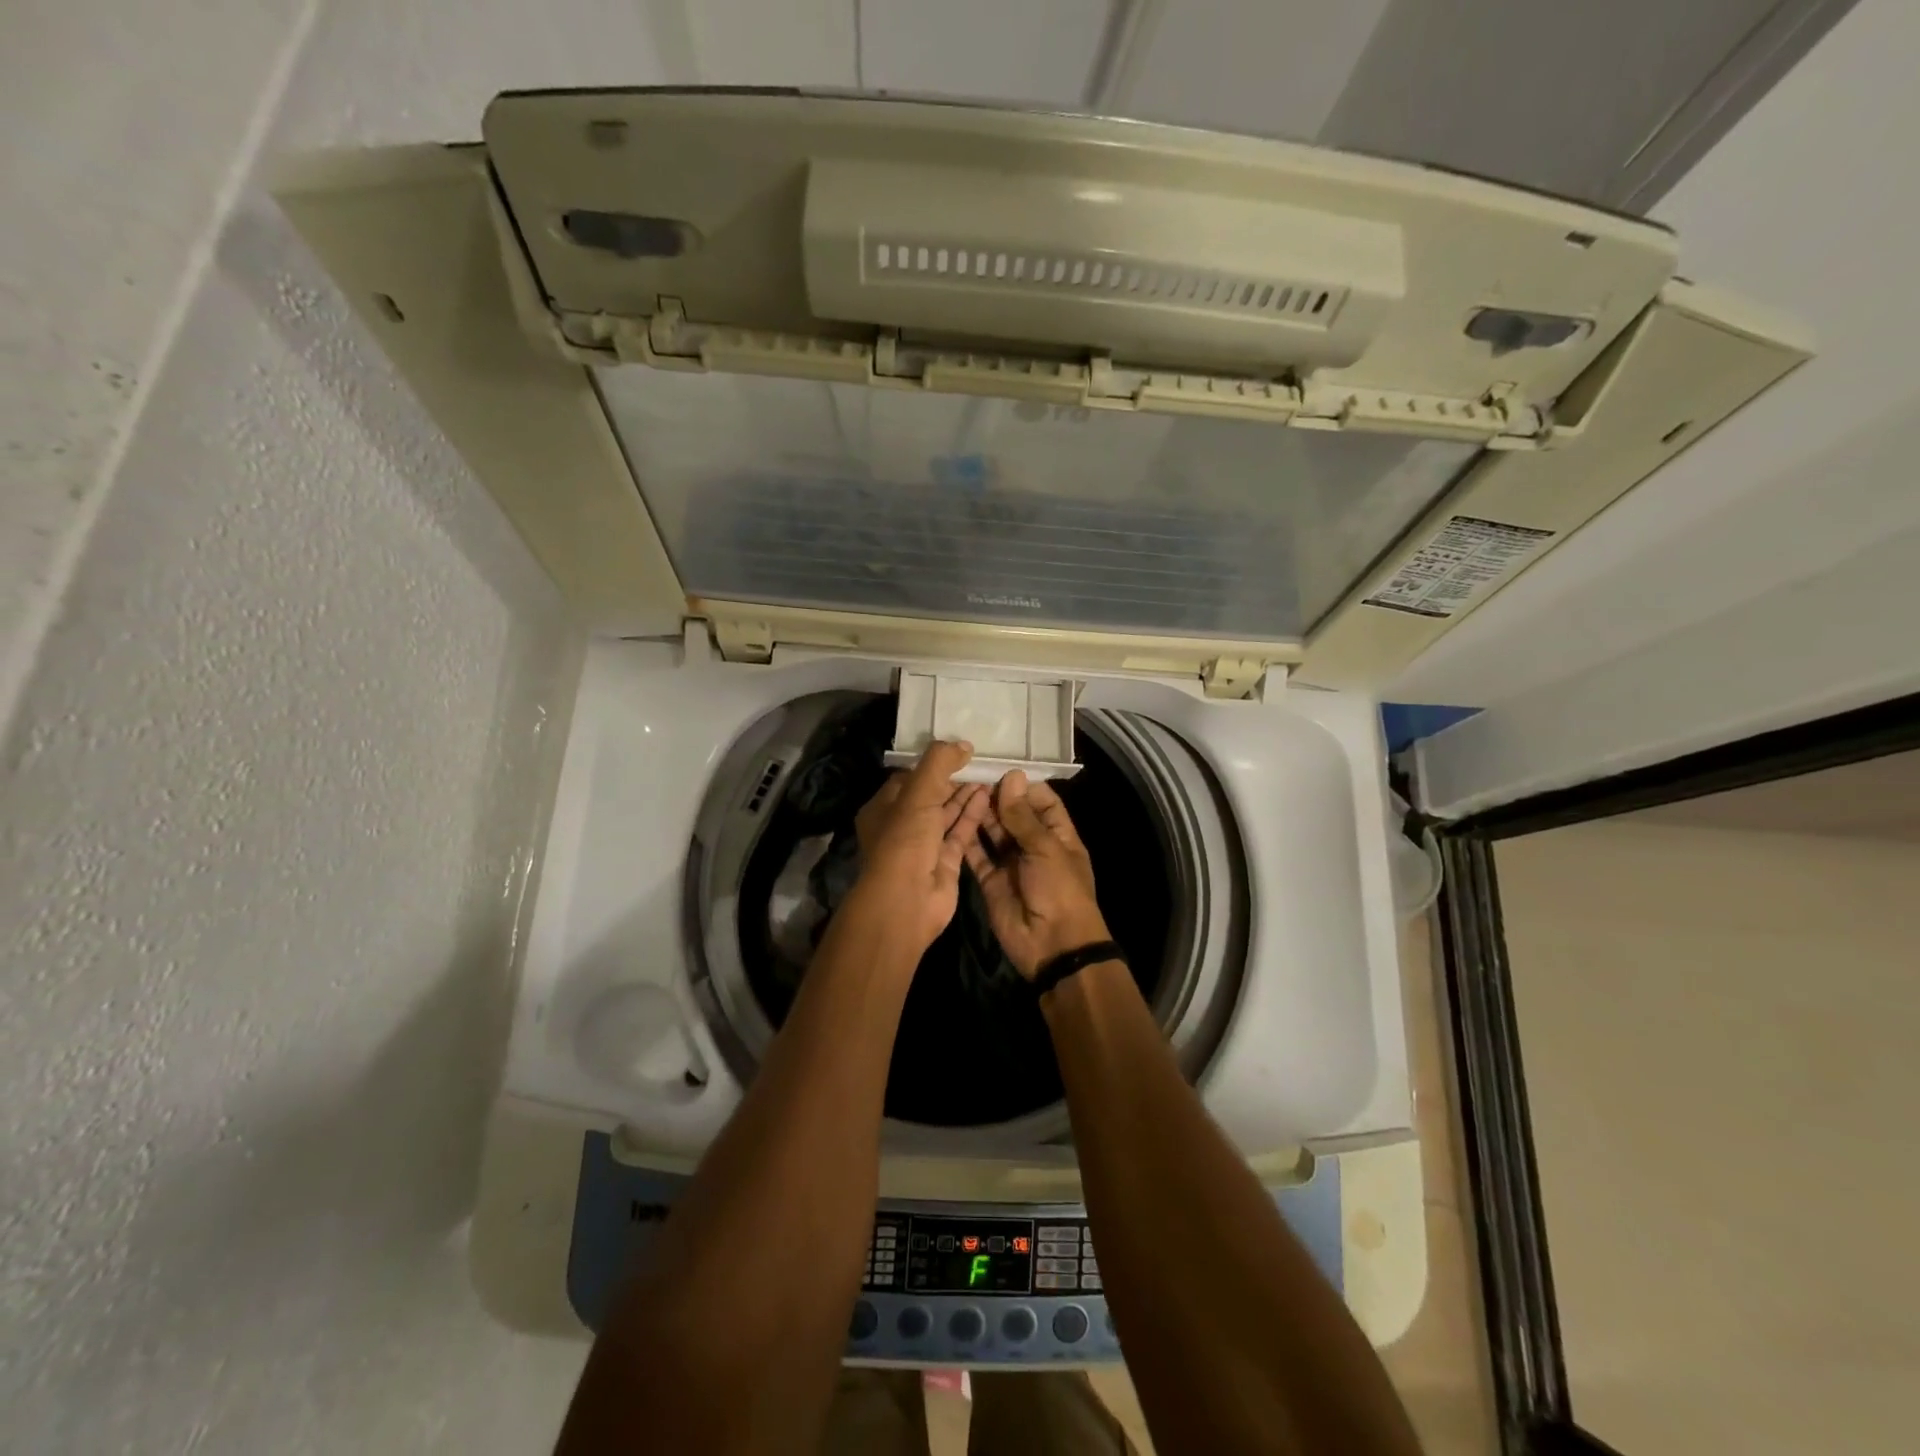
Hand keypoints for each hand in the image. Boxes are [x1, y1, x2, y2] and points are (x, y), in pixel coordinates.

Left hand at [848, 740, 990, 954]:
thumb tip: (963, 744)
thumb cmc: (904, 839)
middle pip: (930, 796)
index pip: (908, 779)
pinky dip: (972, 815)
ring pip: (947, 814)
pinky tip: (988, 796)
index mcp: (883, 808)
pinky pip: (960, 833)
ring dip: (965, 795)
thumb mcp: (918, 792)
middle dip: (953, 779)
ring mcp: (924, 846)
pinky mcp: (945, 862)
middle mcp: (901, 826)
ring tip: (989, 774)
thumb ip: (938, 763)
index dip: (932, 765)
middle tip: (980, 761)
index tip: (957, 751)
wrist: (907, 900)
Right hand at [963, 771, 1112, 978]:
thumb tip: (1012, 776)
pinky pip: (976, 855)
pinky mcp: (990, 880)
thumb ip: (1023, 815)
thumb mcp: (1045, 848)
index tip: (997, 766)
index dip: (1022, 785)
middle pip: (1013, 814)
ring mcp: (1010, 863)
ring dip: (979, 813)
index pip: (1041, 800)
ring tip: (956, 789)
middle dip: (995, 796)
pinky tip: (949, 817)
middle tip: (968, 773)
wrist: (1052, 946)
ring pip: (992, 832)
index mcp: (1058, 835)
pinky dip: (965, 838)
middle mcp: (1033, 845)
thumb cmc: (1059, 890)